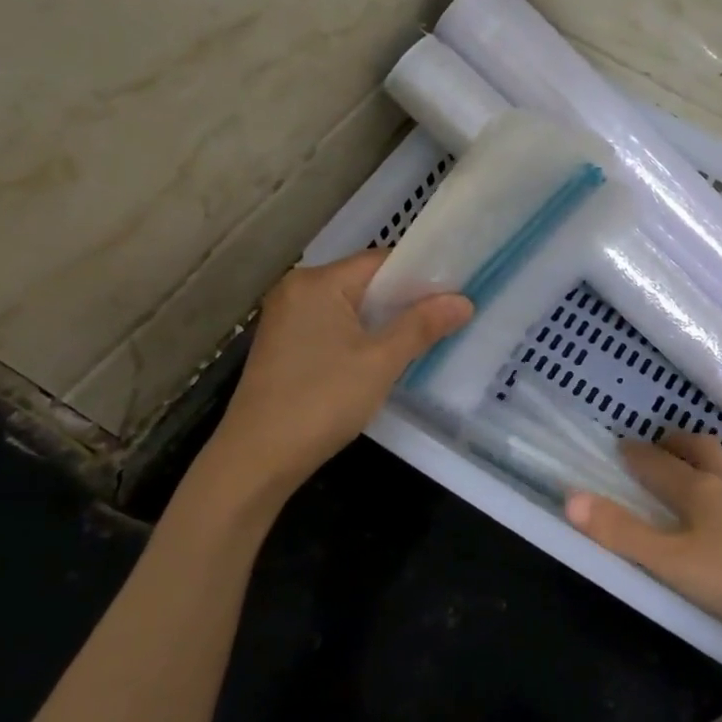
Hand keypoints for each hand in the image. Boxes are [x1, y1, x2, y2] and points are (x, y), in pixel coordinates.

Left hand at [190, 249, 470, 526]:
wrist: (257, 459)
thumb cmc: (322, 401)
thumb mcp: (381, 362)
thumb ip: (422, 326)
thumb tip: (463, 301)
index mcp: (317, 283)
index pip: (380, 262)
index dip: (421, 275)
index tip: (455, 293)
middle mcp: (296, 290)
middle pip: (364, 282)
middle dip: (404, 300)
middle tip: (446, 317)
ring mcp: (286, 318)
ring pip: (350, 307)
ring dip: (384, 321)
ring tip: (422, 337)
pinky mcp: (284, 346)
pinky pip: (333, 326)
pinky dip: (360, 336)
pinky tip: (382, 357)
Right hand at [564, 432, 721, 629]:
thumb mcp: (671, 562)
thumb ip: (622, 533)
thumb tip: (571, 499)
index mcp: (698, 491)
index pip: (659, 464)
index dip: (637, 454)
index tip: (622, 446)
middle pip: (702, 449)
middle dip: (678, 443)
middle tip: (663, 444)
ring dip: (718, 454)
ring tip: (709, 458)